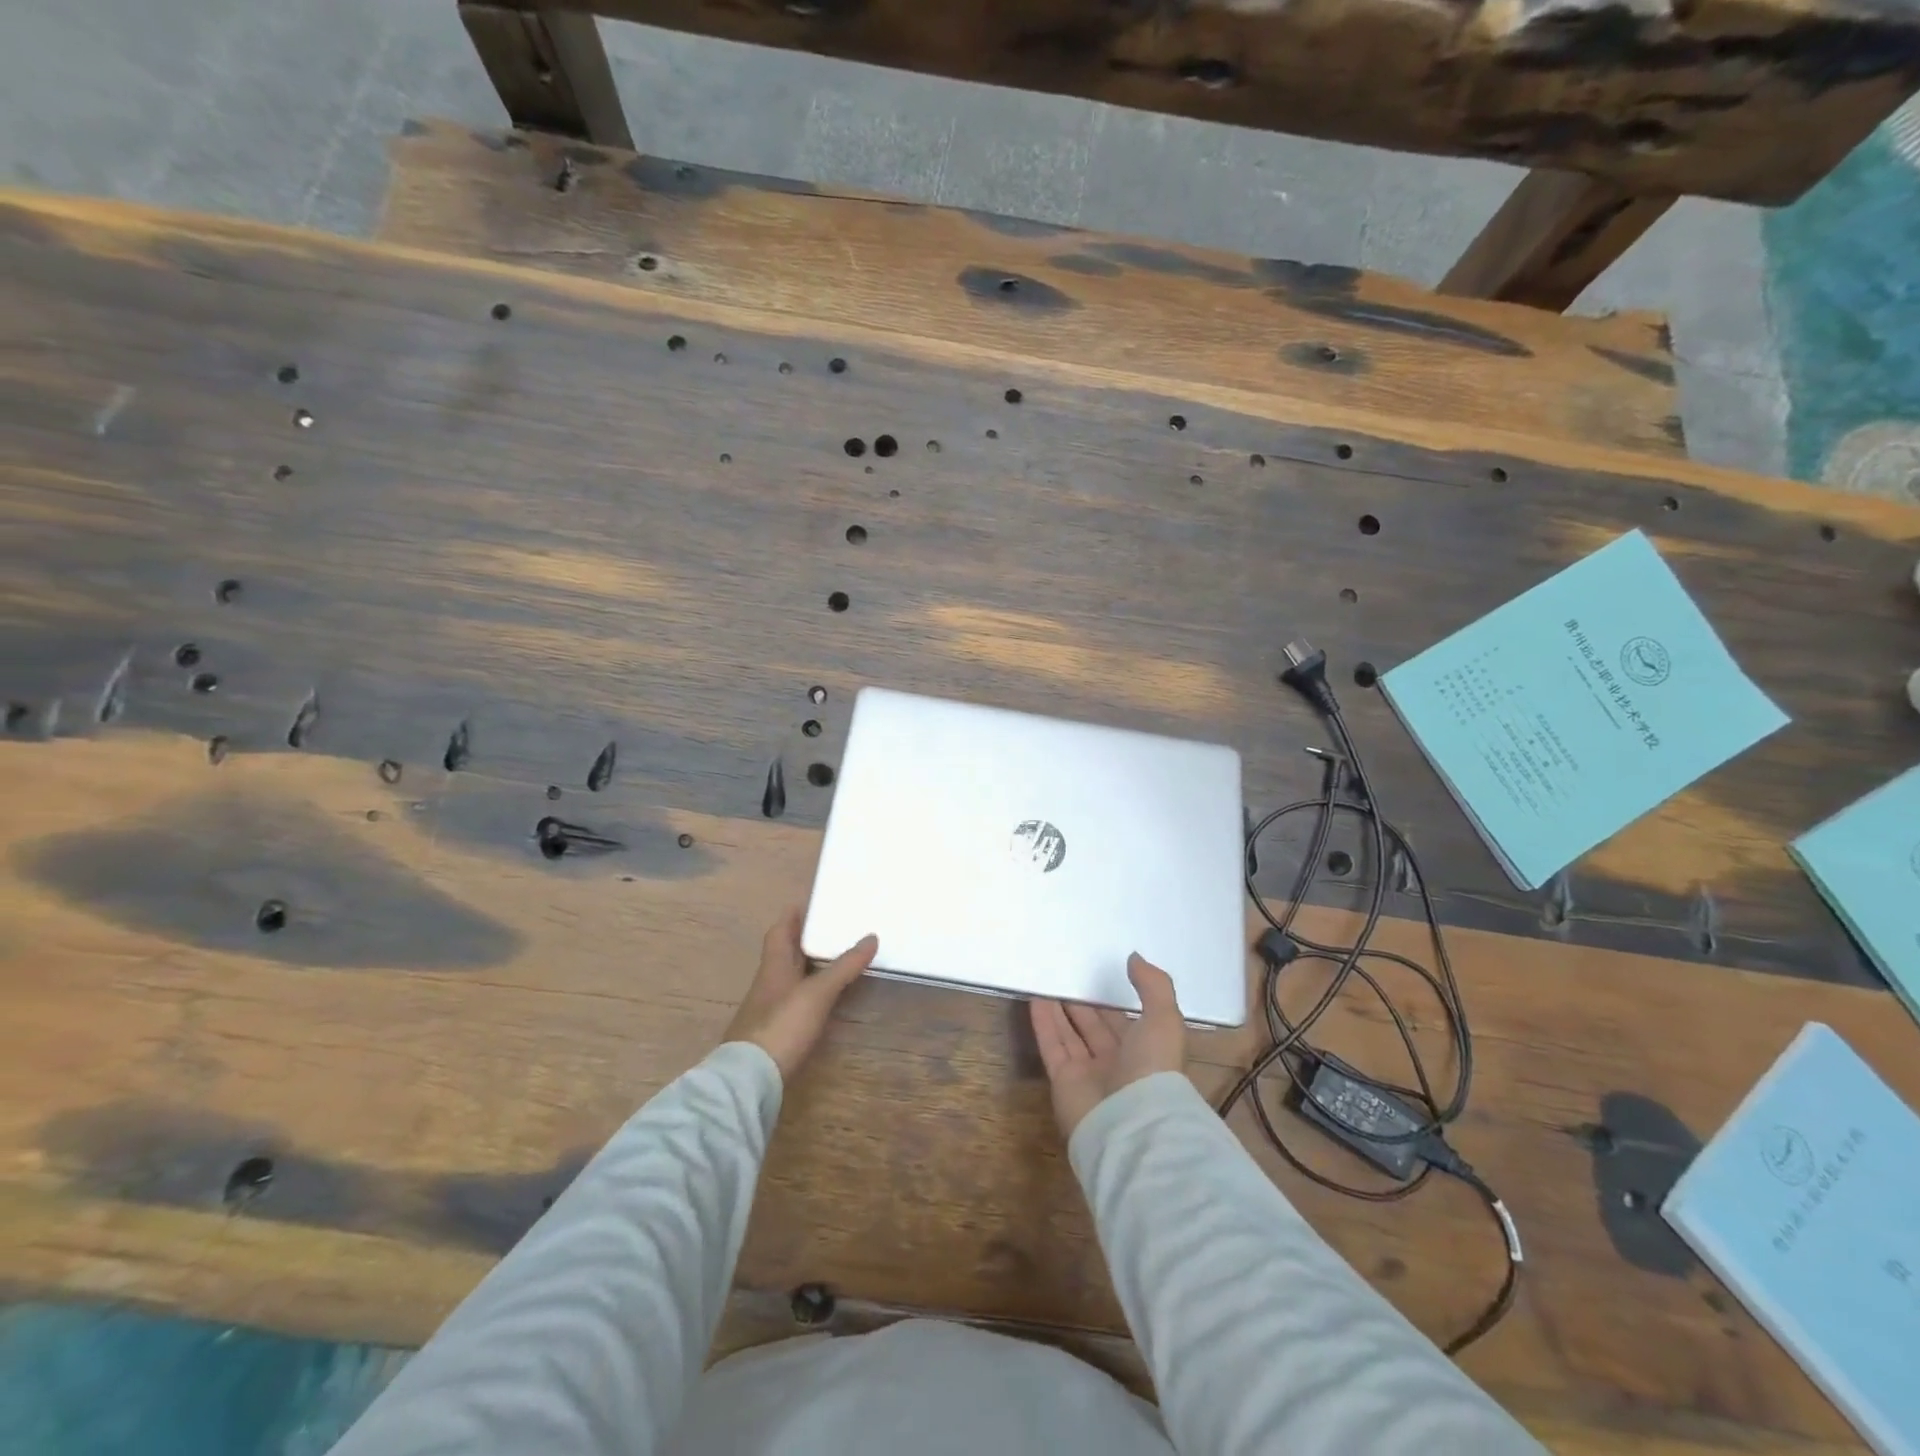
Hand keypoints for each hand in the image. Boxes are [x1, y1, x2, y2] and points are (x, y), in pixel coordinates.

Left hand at [724, 908, 878, 1080]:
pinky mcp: (776, 1032)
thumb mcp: (817, 993)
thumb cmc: (781, 1025)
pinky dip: (811, 993)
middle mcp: (769, 982)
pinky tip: (826, 999)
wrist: (749, 1079)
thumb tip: (871, 937)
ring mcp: (770, 1009)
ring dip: (810, 967)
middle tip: (834, 929)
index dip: (793, 916)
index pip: (780, 931)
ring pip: (792, 977)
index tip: (812, 904)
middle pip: (786, 953)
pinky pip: (795, 1001)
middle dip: (807, 940)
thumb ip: (844, 966)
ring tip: (838, 959)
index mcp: (774, 965)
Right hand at [1030, 954, 1186, 1138]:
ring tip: (1045, 981)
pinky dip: (1043, 1023)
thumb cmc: (1153, 1068)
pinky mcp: (1064, 1081)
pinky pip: (1052, 1046)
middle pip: (1094, 1028)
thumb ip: (1153, 985)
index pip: (1123, 1021)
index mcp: (1145, 1052)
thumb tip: (1134, 958)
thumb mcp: (1165, 1019)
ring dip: (1059, 1010)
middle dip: (1082, 1005)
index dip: (1110, 1000)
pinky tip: (1035, 999)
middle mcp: (1117, 1063)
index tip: (1096, 976)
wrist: (1131, 1124)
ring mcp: (1089, 1074)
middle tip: (1066, 976)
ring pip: (1071, 1035)